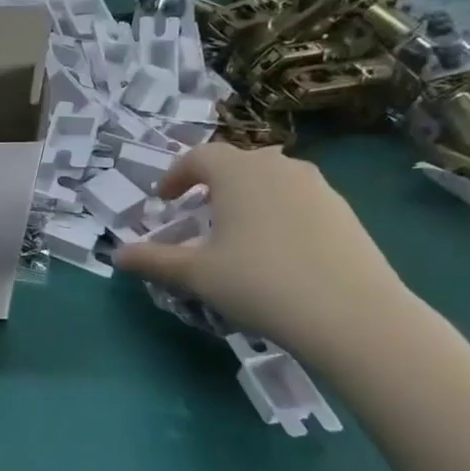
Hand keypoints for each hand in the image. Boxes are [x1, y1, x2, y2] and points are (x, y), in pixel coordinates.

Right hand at [112, 143, 412, 362]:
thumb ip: (153, 261)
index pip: (198, 156)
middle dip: (212, 182)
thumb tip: (117, 255)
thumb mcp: (195, 275)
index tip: (164, 200)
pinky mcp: (345, 212)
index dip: (176, 175)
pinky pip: (299, 200)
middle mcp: (278, 167)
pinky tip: (278, 250)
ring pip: (272, 179)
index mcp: (237, 172)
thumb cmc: (259, 282)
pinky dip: (278, 212)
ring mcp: (318, 187)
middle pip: (238, 162)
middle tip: (199, 212)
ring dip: (248, 196)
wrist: (352, 314)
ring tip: (238, 230)